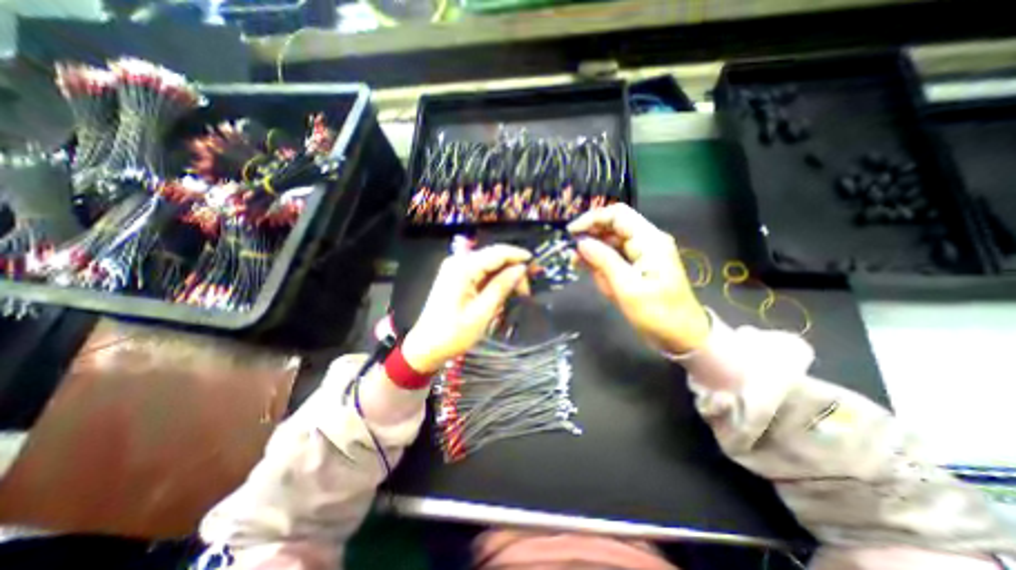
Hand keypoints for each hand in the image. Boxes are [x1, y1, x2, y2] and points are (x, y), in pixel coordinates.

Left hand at [398, 246, 531, 373]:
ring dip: (505, 278)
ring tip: (515, 296)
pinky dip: (494, 282)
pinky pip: (481, 273)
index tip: (537, 266)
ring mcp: (456, 268)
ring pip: (490, 265)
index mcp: (463, 268)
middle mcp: (459, 262)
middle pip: (494, 257)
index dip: (519, 256)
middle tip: (525, 292)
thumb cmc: (453, 333)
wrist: (426, 346)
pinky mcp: (456, 277)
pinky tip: (501, 296)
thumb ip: (502, 286)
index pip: (497, 252)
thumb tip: (521, 268)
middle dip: (513, 270)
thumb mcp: (482, 312)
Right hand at [568, 204, 708, 354]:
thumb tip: (581, 242)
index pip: (618, 215)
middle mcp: (646, 242)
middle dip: (591, 238)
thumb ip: (604, 261)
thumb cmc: (657, 314)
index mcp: (649, 241)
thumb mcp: (627, 288)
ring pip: (611, 243)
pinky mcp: (638, 267)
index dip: (592, 219)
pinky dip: (601, 264)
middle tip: (572, 255)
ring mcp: (642, 254)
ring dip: (594, 254)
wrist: (682, 337)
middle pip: (613, 227)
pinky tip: (592, 273)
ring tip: (579, 267)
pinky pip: (615, 258)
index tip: (571, 233)